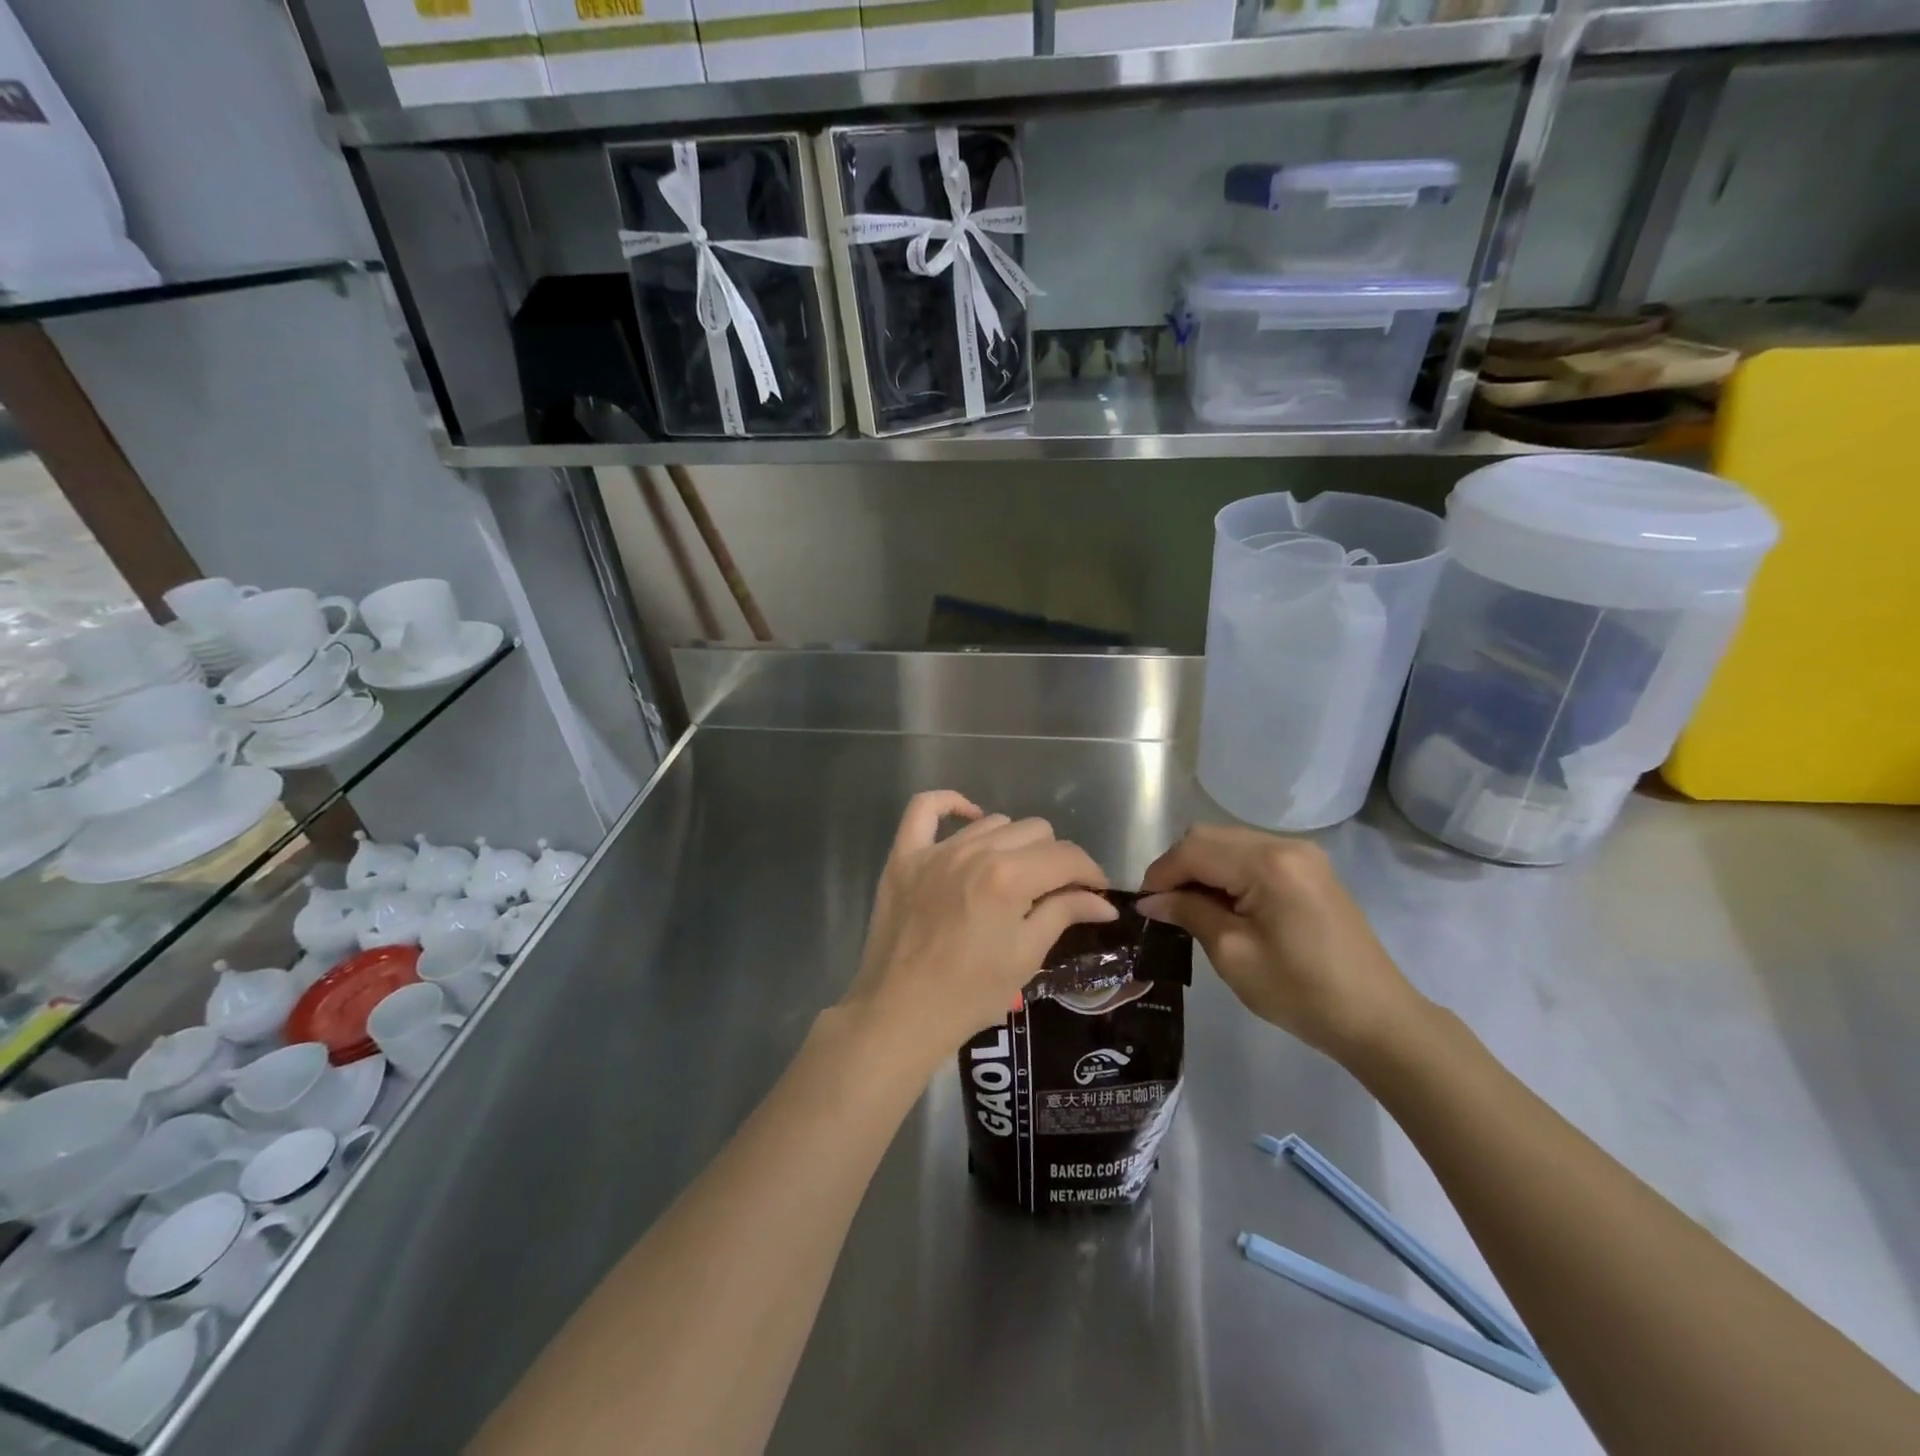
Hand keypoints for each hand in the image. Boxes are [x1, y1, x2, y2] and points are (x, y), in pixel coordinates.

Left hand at [839, 791, 1116, 1072]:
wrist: (900, 1013)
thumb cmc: (970, 994)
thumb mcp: (1026, 956)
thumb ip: (1064, 914)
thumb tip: (1104, 901)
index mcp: (1009, 877)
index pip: (1066, 856)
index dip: (1089, 872)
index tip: (1095, 893)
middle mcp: (975, 851)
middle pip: (1035, 831)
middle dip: (1054, 859)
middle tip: (1053, 892)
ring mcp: (935, 850)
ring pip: (993, 822)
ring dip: (1013, 843)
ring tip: (1013, 875)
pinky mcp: (903, 856)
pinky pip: (924, 809)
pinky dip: (950, 805)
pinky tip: (970, 818)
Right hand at [1137, 824, 1425, 1061]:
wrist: (1377, 1018)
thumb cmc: (1300, 992)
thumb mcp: (1233, 954)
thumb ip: (1189, 914)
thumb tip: (1151, 900)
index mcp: (1267, 864)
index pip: (1193, 850)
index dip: (1160, 874)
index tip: (1143, 906)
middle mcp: (1284, 845)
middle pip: (1209, 836)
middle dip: (1178, 867)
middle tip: (1164, 907)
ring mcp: (1301, 854)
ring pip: (1228, 842)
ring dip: (1202, 868)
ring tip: (1190, 908)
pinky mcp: (1309, 869)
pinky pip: (1252, 855)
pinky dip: (1227, 872)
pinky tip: (1223, 904)